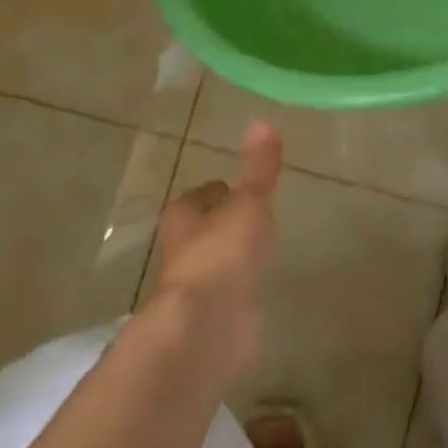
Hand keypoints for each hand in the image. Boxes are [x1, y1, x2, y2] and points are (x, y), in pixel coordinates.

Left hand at [146, 122, 281, 382]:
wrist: (209, 325)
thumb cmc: (223, 253)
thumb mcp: (249, 203)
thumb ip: (259, 169)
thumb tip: (263, 122)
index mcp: (185, 219)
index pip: (198, 198)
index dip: (215, 192)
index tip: (234, 187)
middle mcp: (185, 252)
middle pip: (203, 231)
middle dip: (222, 225)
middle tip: (251, 217)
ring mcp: (199, 288)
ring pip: (217, 264)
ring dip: (234, 258)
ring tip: (261, 250)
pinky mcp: (215, 318)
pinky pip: (231, 296)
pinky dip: (244, 289)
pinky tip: (262, 287)